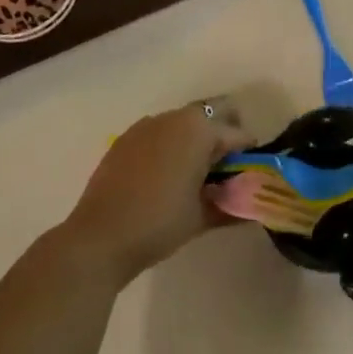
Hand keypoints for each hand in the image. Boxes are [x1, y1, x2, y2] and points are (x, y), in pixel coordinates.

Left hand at [62, 101, 254, 286]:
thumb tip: (252, 208)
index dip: (249, 155)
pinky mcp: (125, 139)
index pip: (238, 134)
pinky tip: (165, 177)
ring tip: (195, 176)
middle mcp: (174, 117)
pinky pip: (159, 134)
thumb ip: (232, 206)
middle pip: (212, 116)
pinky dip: (170, 147)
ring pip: (184, 123)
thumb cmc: (159, 222)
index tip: (251, 176)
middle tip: (226, 171)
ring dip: (196, 141)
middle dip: (223, 137)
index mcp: (199, 129)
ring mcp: (146, 125)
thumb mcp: (202, 216)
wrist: (99, 237)